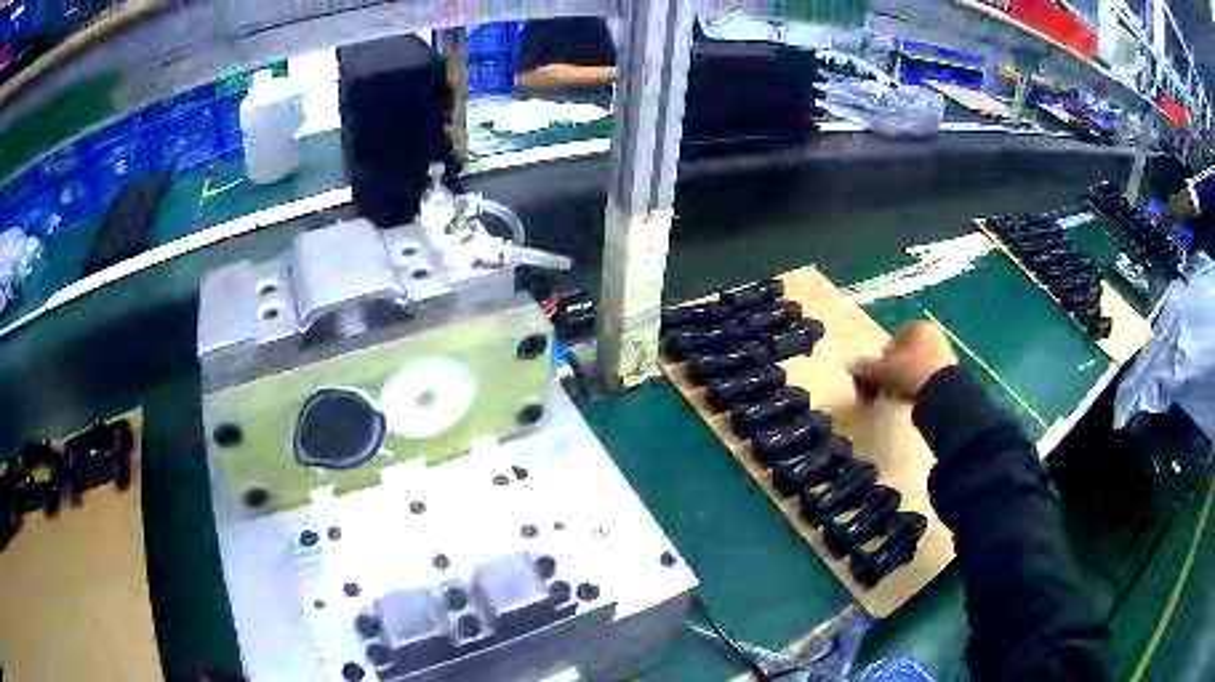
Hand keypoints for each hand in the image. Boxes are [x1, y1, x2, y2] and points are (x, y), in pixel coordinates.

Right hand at [848, 320, 957, 400]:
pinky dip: (918, 385)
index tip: (877, 377)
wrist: (944, 393)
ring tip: (898, 396)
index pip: (892, 340)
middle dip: (892, 371)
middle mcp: (932, 333)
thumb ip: (866, 367)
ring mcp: (944, 350)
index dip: (881, 359)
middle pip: (904, 353)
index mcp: (916, 326)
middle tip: (885, 389)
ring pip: (915, 365)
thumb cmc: (912, 373)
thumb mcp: (884, 371)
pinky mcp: (951, 369)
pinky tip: (913, 398)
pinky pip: (927, 375)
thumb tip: (850, 365)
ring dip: (904, 379)